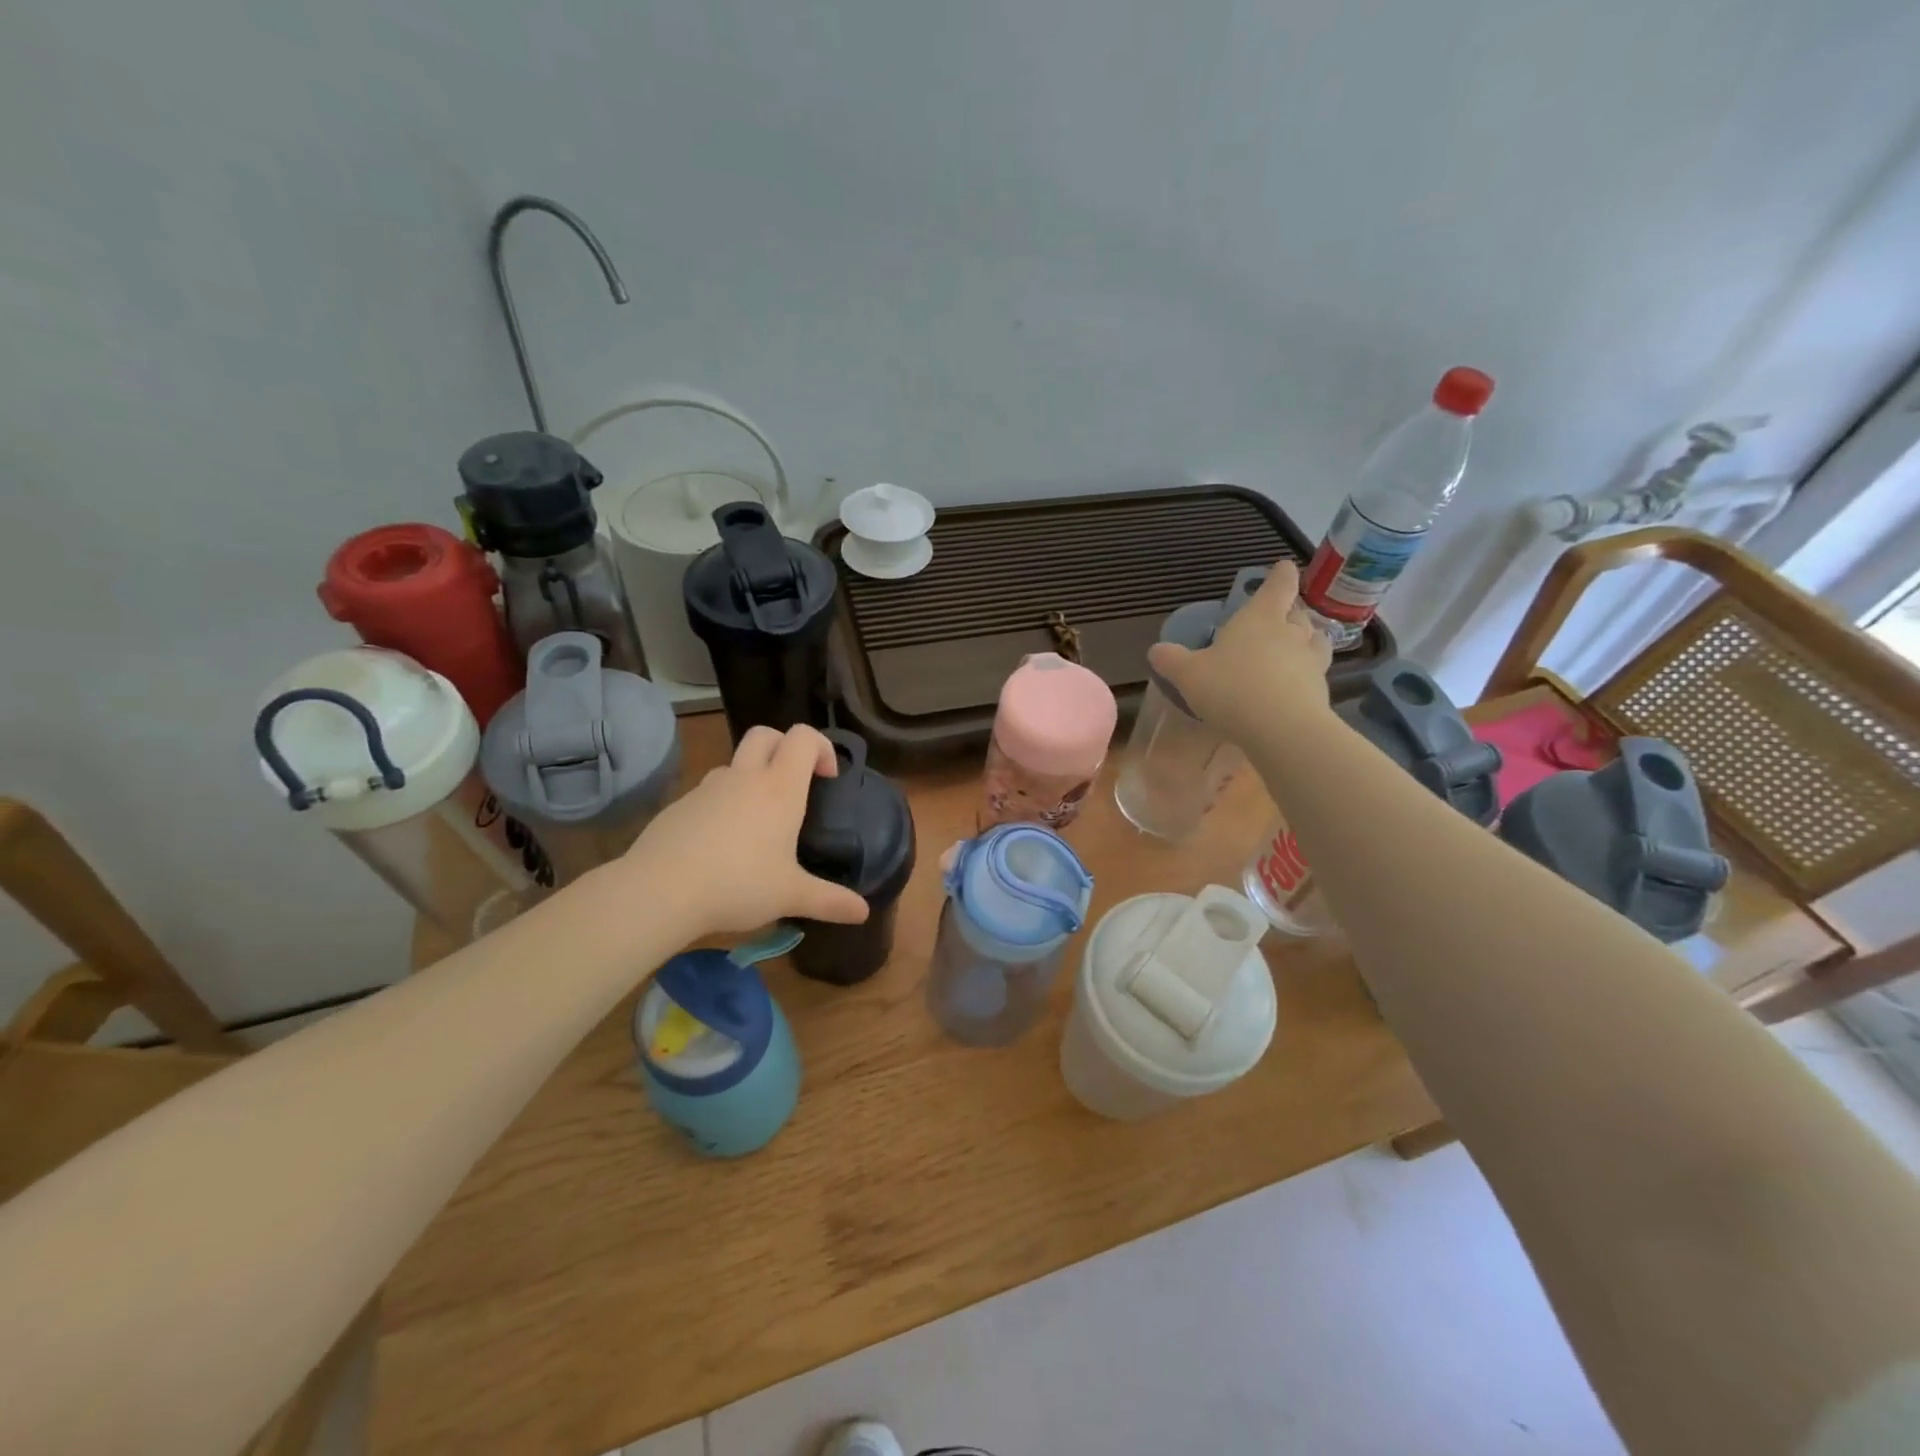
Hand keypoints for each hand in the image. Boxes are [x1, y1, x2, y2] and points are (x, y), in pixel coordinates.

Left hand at [622, 725, 871, 937]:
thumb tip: (864, 913)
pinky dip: (724, 803)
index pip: (804, 737)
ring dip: (752, 776)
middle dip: (785, 746)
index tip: (827, 778)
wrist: (660, 890)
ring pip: (735, 763)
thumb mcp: (791, 896)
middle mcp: (744, 777)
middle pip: (765, 734)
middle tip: (795, 783)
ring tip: (758, 821)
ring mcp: (707, 788)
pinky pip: (709, 792)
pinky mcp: (679, 805)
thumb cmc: (738, 884)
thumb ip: (830, 901)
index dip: (821, 746)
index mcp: (779, 788)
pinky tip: (722, 844)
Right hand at [1146, 559, 1333, 745]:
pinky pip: (1315, 672)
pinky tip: (1293, 686)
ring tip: (1294, 647)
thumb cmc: (1231, 689)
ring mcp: (1310, 660)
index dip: (1280, 574)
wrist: (1282, 729)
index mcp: (1259, 618)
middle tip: (1279, 616)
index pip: (1278, 585)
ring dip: (1307, 639)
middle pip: (1298, 612)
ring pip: (1315, 639)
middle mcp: (1290, 632)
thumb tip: (1155, 650)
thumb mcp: (1188, 675)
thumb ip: (1171, 660)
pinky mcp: (1320, 690)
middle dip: (1290, 611)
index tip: (1283, 567)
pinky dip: (1306, 673)